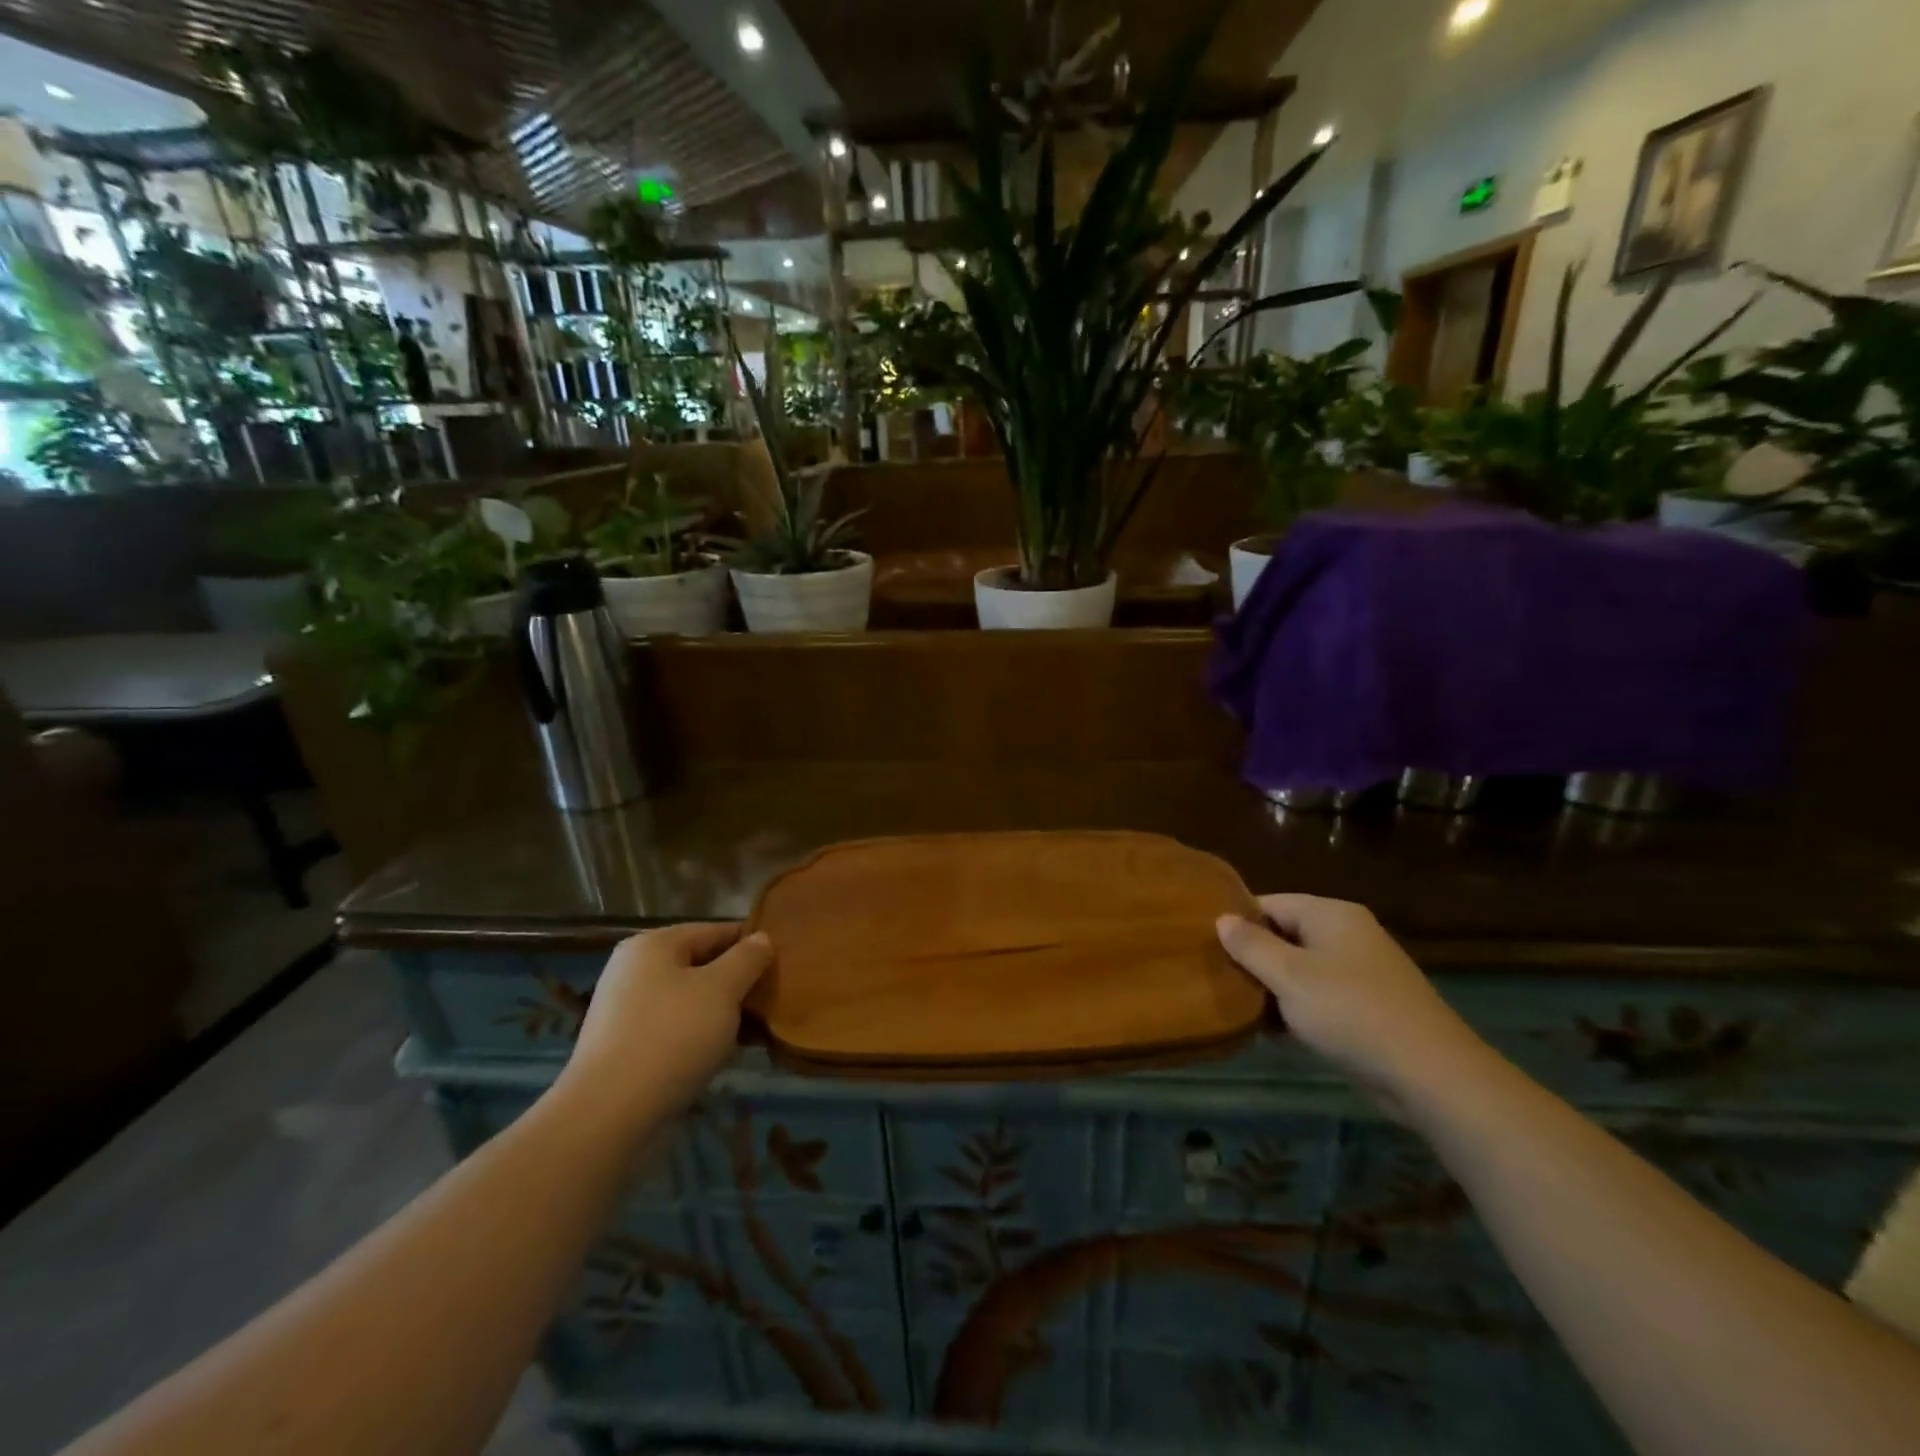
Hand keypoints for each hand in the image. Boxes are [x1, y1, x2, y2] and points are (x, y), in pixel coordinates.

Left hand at [559, 922, 773, 1123]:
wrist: (608, 1115)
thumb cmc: (672, 1037)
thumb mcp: (722, 990)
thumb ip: (747, 959)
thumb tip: (762, 938)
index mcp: (653, 944)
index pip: (715, 931)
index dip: (751, 944)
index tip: (781, 964)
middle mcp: (634, 970)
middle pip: (701, 965)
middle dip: (737, 983)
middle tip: (771, 1002)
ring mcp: (625, 1010)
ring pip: (689, 1000)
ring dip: (721, 1013)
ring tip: (754, 1032)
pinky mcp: (624, 1047)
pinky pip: (673, 1029)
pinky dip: (699, 1037)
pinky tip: (722, 1056)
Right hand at [1217, 894, 1493, 1120]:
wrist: (1431, 1075)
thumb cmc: (1351, 1012)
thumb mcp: (1290, 976)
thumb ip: (1252, 945)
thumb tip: (1222, 918)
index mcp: (1331, 914)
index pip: (1271, 903)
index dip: (1237, 920)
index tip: (1204, 942)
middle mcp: (1348, 934)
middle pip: (1285, 935)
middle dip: (1252, 957)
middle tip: (1215, 975)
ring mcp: (1361, 971)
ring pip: (1300, 969)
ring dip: (1271, 987)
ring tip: (1234, 1004)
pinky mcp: (1368, 1007)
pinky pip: (1319, 996)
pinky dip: (1296, 1008)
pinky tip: (1271, 1031)